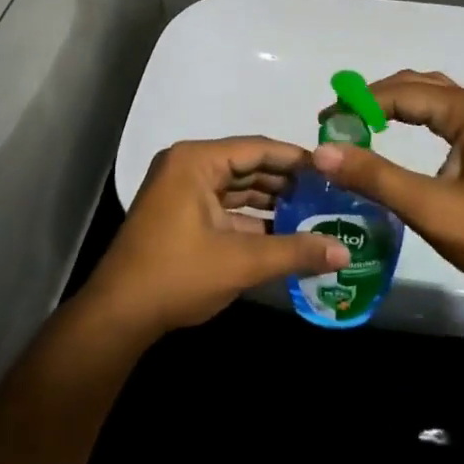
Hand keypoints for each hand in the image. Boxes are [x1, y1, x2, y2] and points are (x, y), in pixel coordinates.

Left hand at [83, 137, 351, 341]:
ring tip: (315, 213)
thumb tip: (345, 252)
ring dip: (272, 202)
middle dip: (287, 182)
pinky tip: (285, 233)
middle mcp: (188, 166)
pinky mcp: (180, 215)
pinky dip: (252, 219)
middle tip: (329, 193)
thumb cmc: (177, 275)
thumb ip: (295, 252)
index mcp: (196, 161)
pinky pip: (224, 207)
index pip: (257, 148)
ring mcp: (181, 191)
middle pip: (248, 166)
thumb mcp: (240, 262)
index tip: (332, 169)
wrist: (118, 315)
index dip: (296, 159)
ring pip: (237, 188)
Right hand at [311, 72, 463, 302]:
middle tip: (335, 123)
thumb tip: (320, 152)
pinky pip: (441, 114)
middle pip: (414, 86)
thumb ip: (374, 176)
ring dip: (391, 106)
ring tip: (357, 125)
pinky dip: (411, 117)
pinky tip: (395, 135)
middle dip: (371, 100)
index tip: (324, 123)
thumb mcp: (429, 207)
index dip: (357, 104)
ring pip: (429, 98)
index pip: (400, 93)